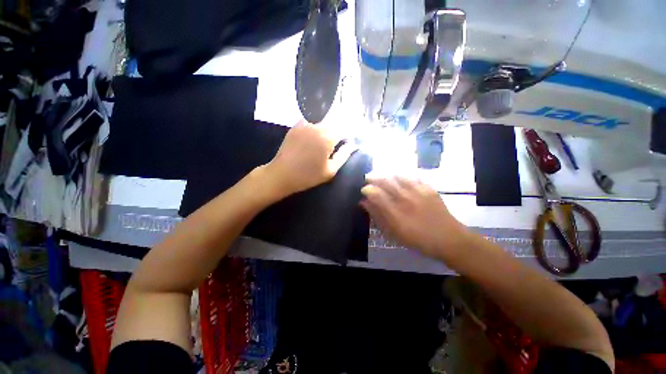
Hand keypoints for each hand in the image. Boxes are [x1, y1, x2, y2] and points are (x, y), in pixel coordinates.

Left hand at [263, 120, 354, 196]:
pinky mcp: (296, 125)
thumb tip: (353, 145)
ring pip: (323, 116)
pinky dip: (318, 120)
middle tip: (342, 137)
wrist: (282, 174)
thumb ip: (344, 155)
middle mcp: (317, 126)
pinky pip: (311, 117)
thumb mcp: (330, 170)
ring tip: (330, 133)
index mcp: (327, 137)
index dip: (350, 133)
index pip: (345, 128)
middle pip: (335, 119)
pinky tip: (318, 129)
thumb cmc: (308, 175)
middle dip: (341, 126)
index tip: (350, 140)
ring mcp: (305, 123)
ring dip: (330, 121)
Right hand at [360, 176, 468, 259]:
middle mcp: (405, 199)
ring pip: (397, 176)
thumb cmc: (417, 239)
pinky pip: (412, 177)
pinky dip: (402, 175)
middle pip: (385, 181)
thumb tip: (365, 203)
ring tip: (381, 176)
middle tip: (368, 178)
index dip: (367, 190)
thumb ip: (378, 216)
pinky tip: (399, 177)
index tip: (363, 190)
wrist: (448, 239)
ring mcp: (417, 192)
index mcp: (395, 212)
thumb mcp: (393, 233)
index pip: (376, 194)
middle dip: (373, 178)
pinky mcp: (428, 188)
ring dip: (386, 174)